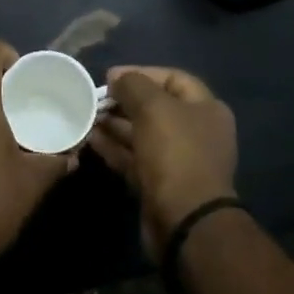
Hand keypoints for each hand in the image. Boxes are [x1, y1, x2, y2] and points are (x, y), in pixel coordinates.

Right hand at [88, 65, 238, 259]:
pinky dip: (114, 147)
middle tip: (94, 98)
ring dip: (114, 124)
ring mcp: (178, 160)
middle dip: (124, 101)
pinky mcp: (159, 184)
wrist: (184, 220)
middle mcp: (195, 132)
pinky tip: (91, 139)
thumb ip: (133, 85)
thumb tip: (117, 78)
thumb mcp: (154, 107)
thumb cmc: (175, 153)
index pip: (172, 79)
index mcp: (206, 109)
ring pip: (141, 134)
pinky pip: (134, 158)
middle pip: (155, 107)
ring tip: (86, 116)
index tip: (110, 76)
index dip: (141, 73)